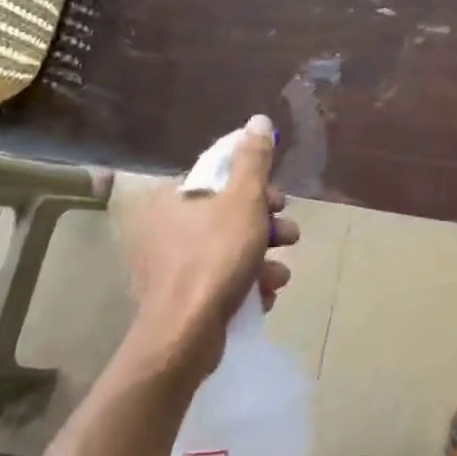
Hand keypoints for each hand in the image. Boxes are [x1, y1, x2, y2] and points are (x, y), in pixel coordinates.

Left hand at [113, 115, 299, 389]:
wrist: (185, 335)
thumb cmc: (215, 258)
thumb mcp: (244, 200)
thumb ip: (253, 160)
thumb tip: (257, 120)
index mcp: (175, 197)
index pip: (220, 175)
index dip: (257, 184)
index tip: (279, 199)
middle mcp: (167, 226)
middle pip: (230, 212)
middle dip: (267, 224)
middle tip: (289, 235)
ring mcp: (172, 264)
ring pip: (231, 247)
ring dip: (263, 256)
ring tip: (280, 273)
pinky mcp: (182, 296)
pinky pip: (223, 278)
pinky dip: (247, 282)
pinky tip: (264, 294)